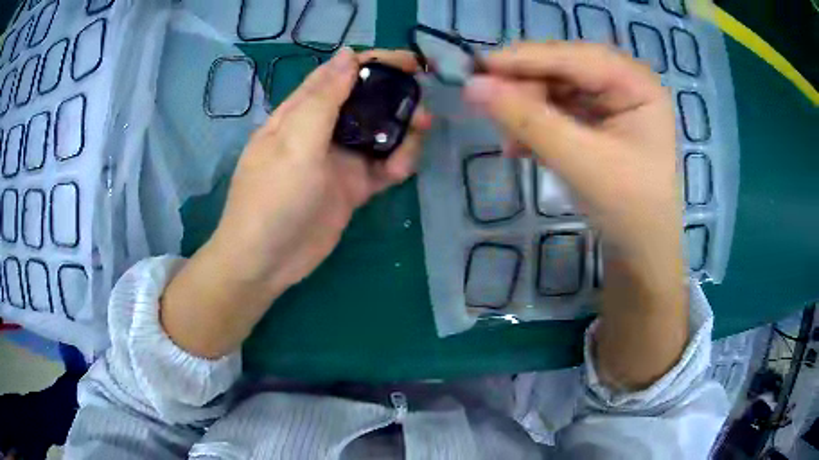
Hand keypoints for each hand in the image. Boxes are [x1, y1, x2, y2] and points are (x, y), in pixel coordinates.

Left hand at [160, 48, 430, 357]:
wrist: (266, 261)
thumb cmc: (273, 196)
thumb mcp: (296, 141)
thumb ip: (325, 98)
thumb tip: (348, 53)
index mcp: (302, 112)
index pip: (341, 74)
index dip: (374, 62)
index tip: (410, 62)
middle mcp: (322, 130)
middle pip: (365, 102)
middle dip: (395, 96)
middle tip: (422, 101)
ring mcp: (338, 160)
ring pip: (378, 134)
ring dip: (402, 129)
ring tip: (421, 130)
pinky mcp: (352, 188)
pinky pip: (382, 167)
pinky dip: (397, 163)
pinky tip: (403, 168)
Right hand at [465, 42, 679, 267]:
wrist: (641, 254)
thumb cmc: (627, 208)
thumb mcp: (579, 160)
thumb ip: (527, 119)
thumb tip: (472, 86)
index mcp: (638, 84)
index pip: (576, 58)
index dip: (525, 59)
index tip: (477, 65)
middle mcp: (627, 84)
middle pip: (565, 70)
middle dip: (526, 89)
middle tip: (487, 106)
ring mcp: (613, 103)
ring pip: (558, 91)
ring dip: (528, 111)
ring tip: (508, 140)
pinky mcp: (600, 122)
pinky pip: (561, 112)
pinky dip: (538, 127)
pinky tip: (521, 147)